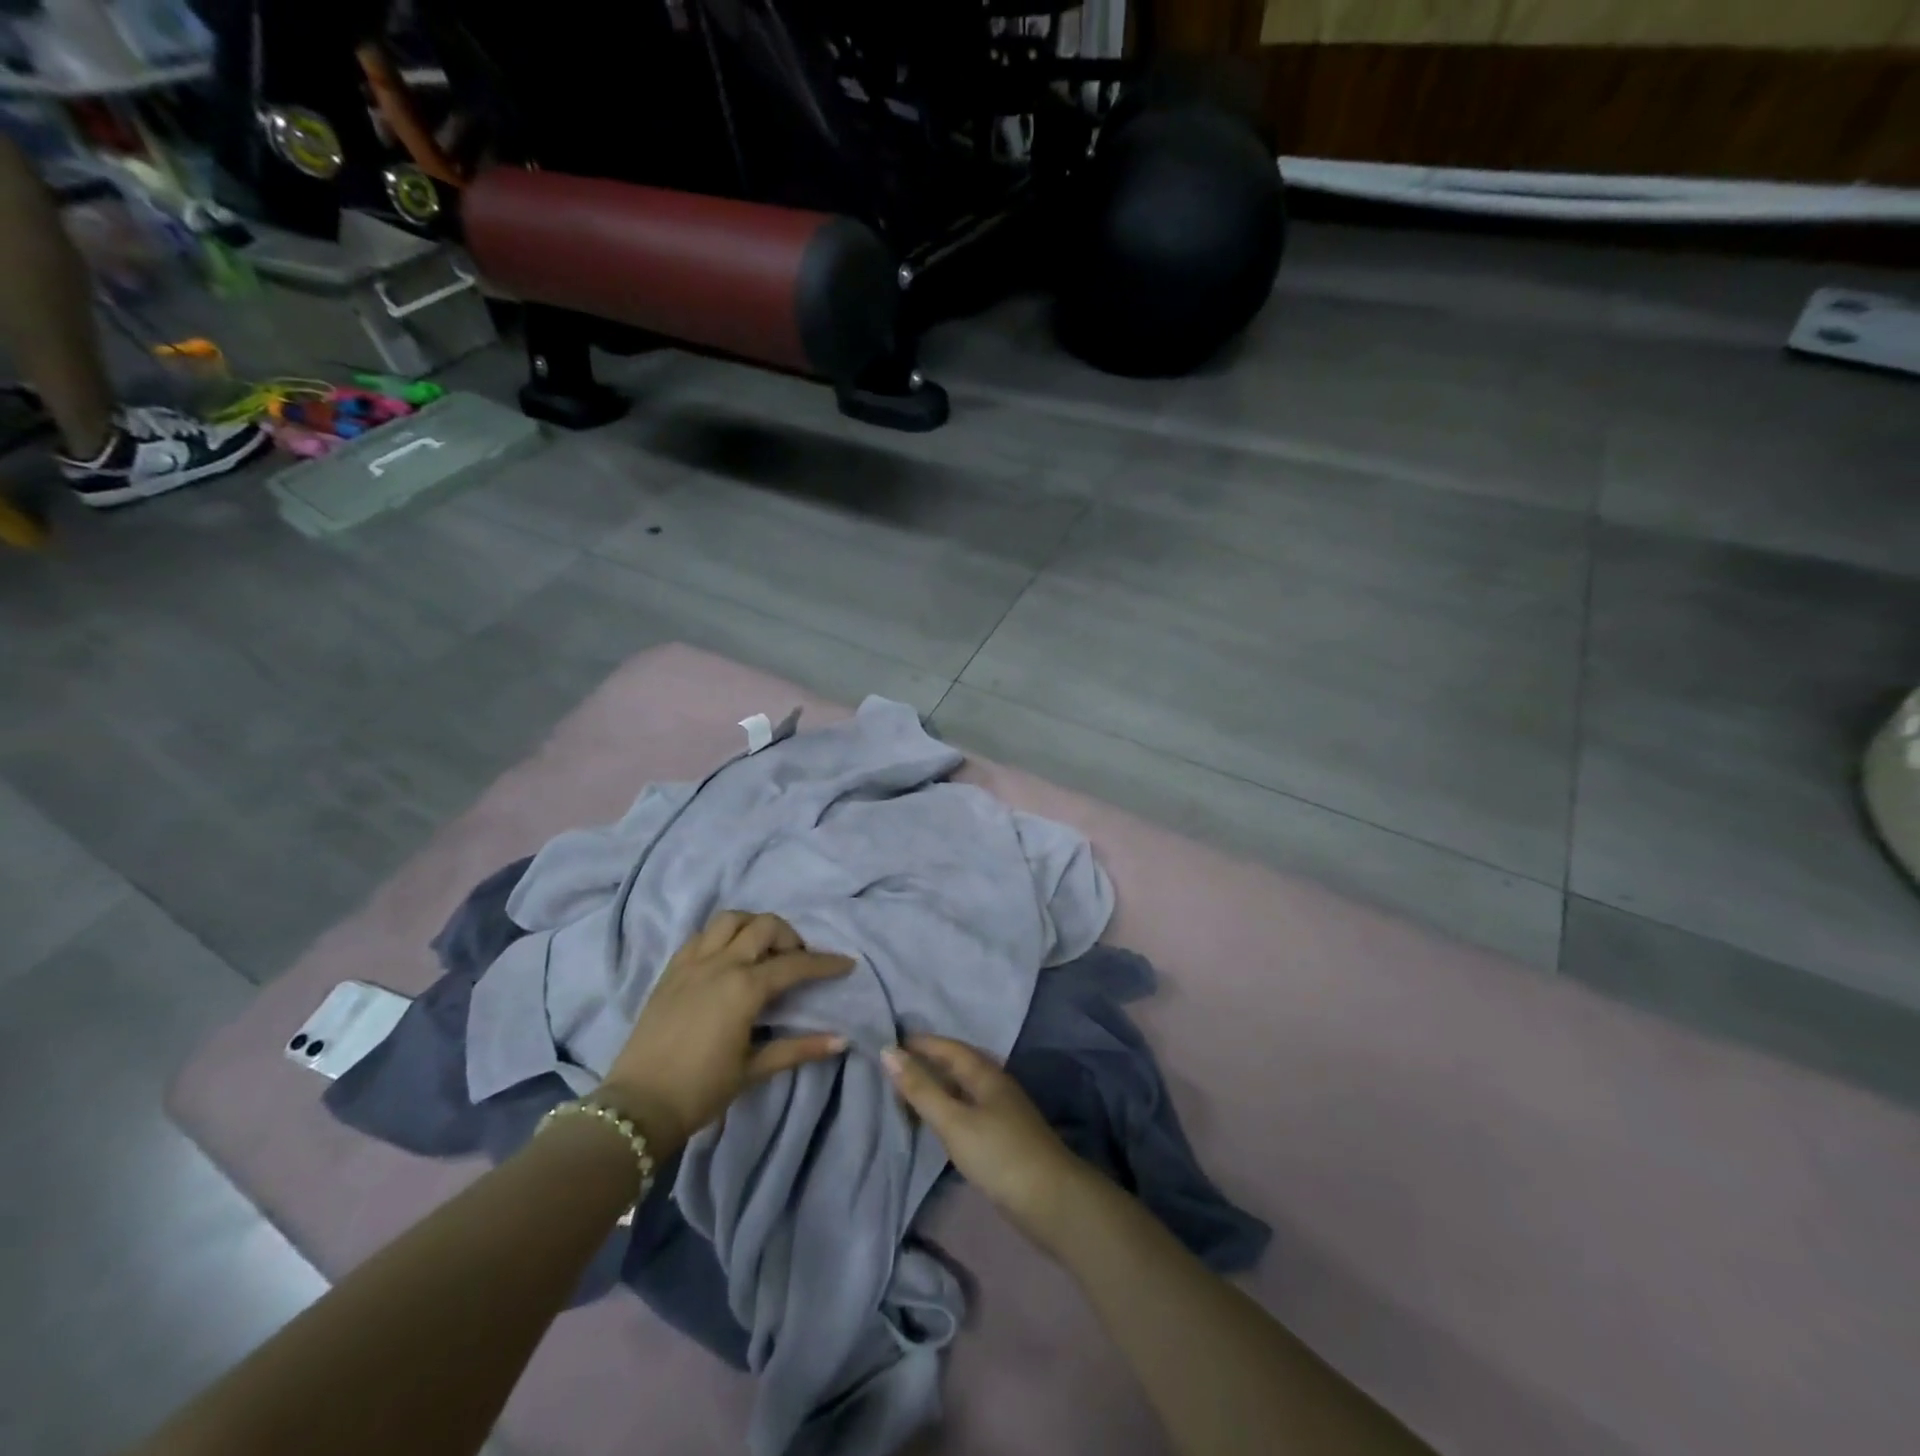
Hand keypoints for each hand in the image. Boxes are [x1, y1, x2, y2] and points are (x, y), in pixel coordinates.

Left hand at [599, 911, 853, 1155]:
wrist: (637, 1106)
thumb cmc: (701, 1090)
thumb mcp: (753, 1069)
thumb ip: (799, 1048)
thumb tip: (842, 1040)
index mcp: (744, 988)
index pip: (795, 964)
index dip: (825, 963)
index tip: (846, 964)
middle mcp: (720, 964)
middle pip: (764, 926)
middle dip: (790, 936)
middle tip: (797, 960)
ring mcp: (692, 963)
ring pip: (730, 919)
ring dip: (753, 926)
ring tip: (763, 949)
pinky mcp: (671, 970)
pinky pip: (701, 935)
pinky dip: (722, 936)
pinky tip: (728, 956)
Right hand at [883, 1035, 1094, 1250]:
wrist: (1050, 1200)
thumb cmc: (998, 1154)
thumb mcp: (954, 1121)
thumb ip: (921, 1089)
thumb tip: (888, 1051)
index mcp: (985, 1073)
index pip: (949, 1047)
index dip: (921, 1043)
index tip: (890, 1042)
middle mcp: (995, 1085)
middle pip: (957, 1065)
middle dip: (927, 1061)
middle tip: (893, 1066)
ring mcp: (1001, 1111)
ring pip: (962, 1088)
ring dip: (936, 1086)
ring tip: (906, 1091)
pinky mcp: (1002, 1136)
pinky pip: (967, 1110)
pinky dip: (946, 1108)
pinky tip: (936, 1121)